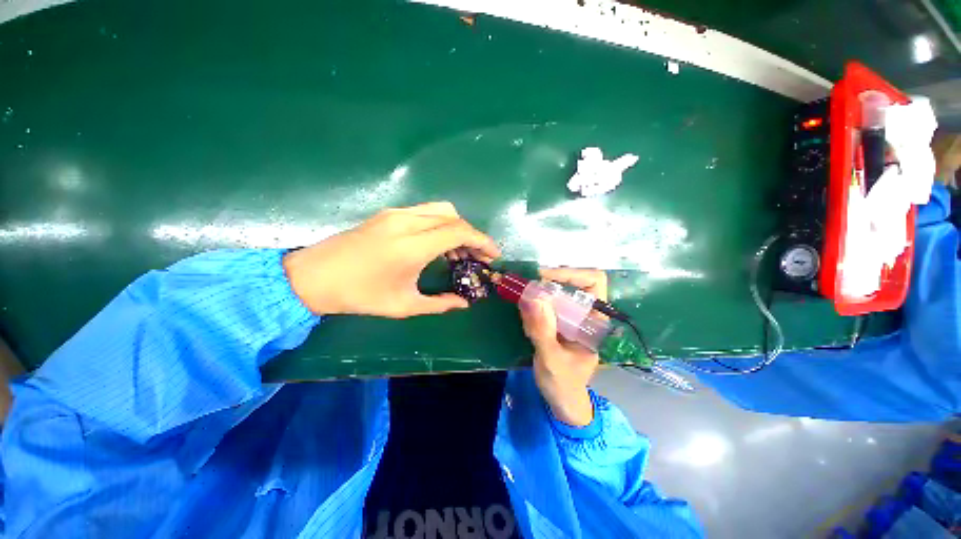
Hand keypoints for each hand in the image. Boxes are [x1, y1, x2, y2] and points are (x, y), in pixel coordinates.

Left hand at [283, 202, 499, 317]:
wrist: (312, 277)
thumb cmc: (359, 295)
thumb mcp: (403, 305)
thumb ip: (439, 304)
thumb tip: (464, 304)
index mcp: (412, 245)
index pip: (459, 231)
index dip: (482, 241)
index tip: (493, 255)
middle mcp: (406, 222)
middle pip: (453, 216)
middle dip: (472, 235)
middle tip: (477, 257)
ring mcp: (395, 214)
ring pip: (440, 210)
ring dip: (456, 228)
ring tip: (458, 253)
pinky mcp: (388, 214)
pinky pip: (425, 212)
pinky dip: (440, 225)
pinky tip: (436, 245)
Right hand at [519, 268, 606, 426]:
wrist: (561, 400)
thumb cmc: (563, 384)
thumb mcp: (551, 360)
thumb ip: (542, 331)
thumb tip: (532, 298)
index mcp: (594, 320)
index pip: (593, 281)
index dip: (571, 273)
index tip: (544, 277)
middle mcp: (584, 313)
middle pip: (571, 281)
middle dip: (549, 281)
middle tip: (527, 287)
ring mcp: (570, 316)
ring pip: (556, 290)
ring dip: (539, 291)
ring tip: (524, 302)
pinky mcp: (557, 321)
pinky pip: (545, 302)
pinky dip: (533, 301)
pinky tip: (524, 312)